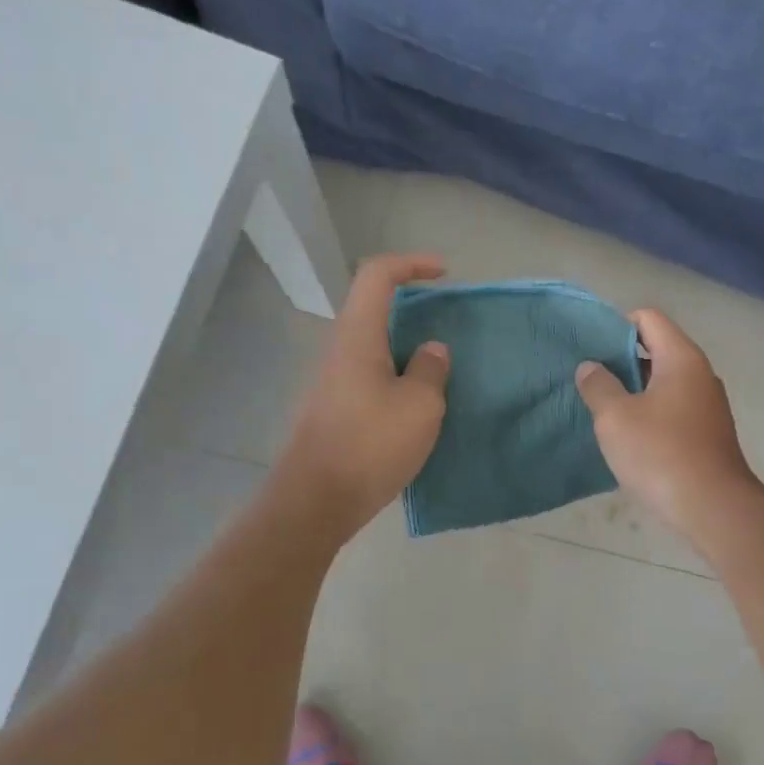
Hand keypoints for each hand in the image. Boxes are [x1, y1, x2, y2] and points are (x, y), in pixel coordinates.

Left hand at [273, 253, 450, 540]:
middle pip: (373, 309)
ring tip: (440, 373)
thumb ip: (431, 370)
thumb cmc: (371, 445)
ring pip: (372, 347)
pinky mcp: (334, 410)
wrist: (316, 501)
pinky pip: (370, 377)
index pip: (377, 276)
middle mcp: (340, 351)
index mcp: (358, 337)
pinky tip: (418, 407)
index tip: (443, 274)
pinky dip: (397, 377)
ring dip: (406, 349)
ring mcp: (333, 382)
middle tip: (447, 327)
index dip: (411, 263)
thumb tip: (432, 351)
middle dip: (412, 309)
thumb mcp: (420, 406)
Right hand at [576, 308, 756, 539]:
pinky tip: (629, 437)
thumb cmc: (660, 454)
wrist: (713, 508)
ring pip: (664, 383)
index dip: (616, 326)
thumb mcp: (615, 418)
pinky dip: (650, 413)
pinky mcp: (708, 433)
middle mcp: (700, 374)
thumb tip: (590, 367)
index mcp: (681, 358)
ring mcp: (708, 406)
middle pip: (657, 349)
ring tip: (603, 409)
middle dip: (621, 361)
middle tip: (590, 380)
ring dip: (634, 391)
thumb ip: (598, 385)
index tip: (591, 350)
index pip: (648, 318)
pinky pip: (673, 409)